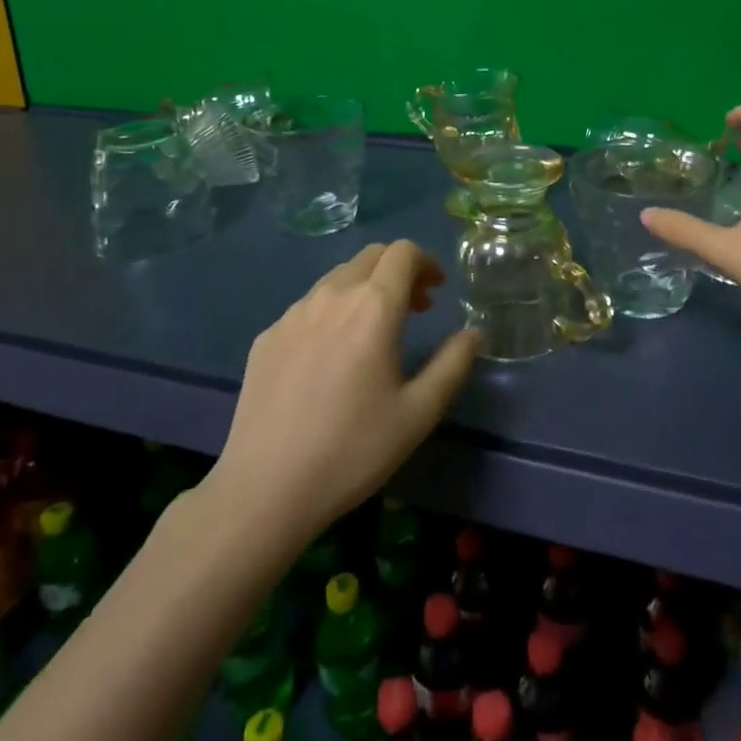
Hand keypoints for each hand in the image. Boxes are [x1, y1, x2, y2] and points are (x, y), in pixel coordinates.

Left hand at [212, 240, 480, 547]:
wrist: (265, 489)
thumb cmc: (353, 450)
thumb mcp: (418, 413)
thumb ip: (453, 364)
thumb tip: (475, 333)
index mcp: (372, 307)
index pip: (403, 252)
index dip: (426, 262)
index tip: (437, 290)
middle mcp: (331, 296)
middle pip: (370, 257)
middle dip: (398, 270)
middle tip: (415, 307)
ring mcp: (292, 314)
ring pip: (337, 278)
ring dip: (365, 288)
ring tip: (374, 331)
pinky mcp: (267, 337)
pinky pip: (308, 307)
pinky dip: (333, 312)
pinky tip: (331, 356)